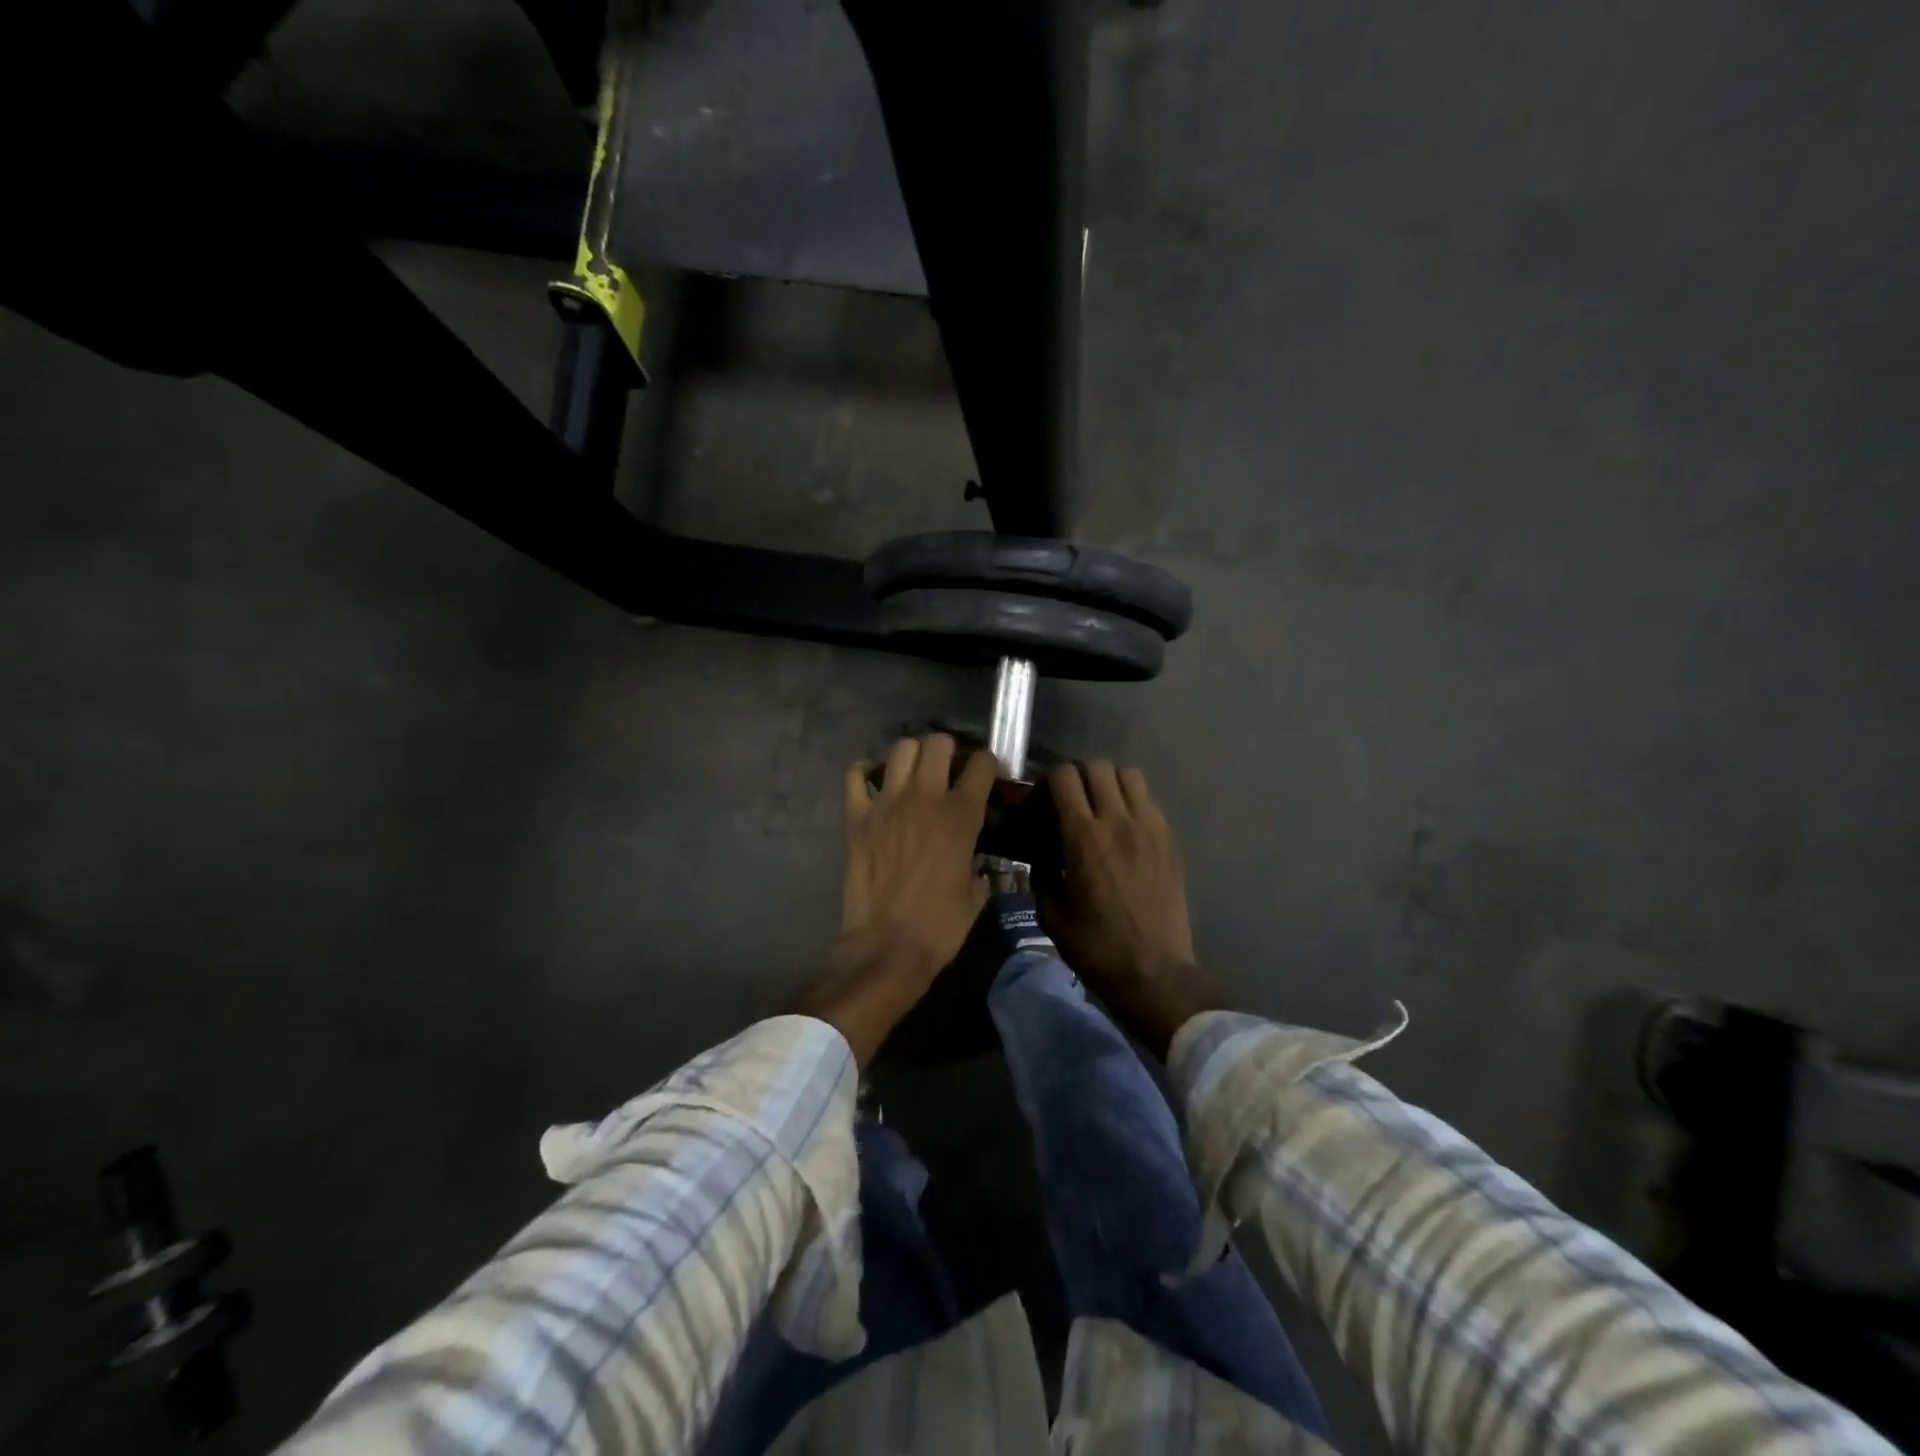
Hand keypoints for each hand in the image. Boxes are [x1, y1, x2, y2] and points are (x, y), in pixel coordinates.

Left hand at [794, 734, 994, 1064]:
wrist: (887, 947)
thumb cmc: (940, 926)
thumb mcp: (976, 894)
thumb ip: (979, 864)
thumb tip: (976, 858)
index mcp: (961, 816)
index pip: (982, 764)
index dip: (988, 765)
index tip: (987, 776)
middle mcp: (924, 798)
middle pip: (938, 743)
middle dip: (949, 750)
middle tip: (949, 770)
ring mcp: (886, 803)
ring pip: (901, 749)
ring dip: (912, 756)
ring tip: (915, 775)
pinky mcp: (856, 816)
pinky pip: (855, 775)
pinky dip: (865, 772)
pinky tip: (875, 783)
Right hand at [1039, 761, 1226, 1058]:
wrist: (1155, 973)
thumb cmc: (1097, 948)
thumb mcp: (1051, 916)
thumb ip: (1041, 875)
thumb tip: (1040, 856)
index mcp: (1083, 837)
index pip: (1064, 778)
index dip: (1047, 783)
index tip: (1041, 804)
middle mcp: (1118, 821)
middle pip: (1097, 767)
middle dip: (1077, 777)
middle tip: (1069, 803)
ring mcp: (1149, 828)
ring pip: (1128, 775)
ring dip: (1108, 783)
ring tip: (1099, 807)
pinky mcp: (1169, 841)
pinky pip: (1149, 801)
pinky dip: (1132, 802)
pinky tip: (1124, 829)